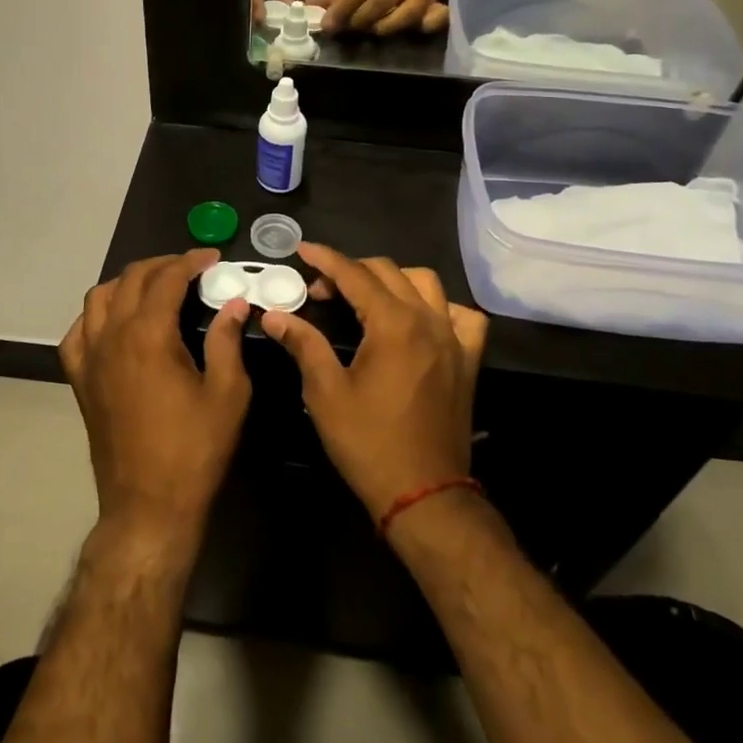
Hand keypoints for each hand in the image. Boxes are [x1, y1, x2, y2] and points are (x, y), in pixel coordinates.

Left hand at [59, 250, 253, 550]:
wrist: (148, 506)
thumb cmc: (194, 450)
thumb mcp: (227, 393)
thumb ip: (227, 340)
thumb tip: (233, 304)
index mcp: (148, 335)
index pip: (167, 278)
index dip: (191, 261)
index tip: (212, 258)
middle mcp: (112, 336)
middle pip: (131, 279)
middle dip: (162, 265)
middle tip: (190, 268)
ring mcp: (90, 358)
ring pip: (98, 297)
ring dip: (127, 283)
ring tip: (154, 287)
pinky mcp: (80, 381)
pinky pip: (77, 332)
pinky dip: (96, 315)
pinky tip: (114, 322)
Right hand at [260, 244, 488, 520]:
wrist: (424, 492)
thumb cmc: (368, 443)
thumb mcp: (325, 392)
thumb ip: (303, 344)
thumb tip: (275, 315)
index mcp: (393, 323)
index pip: (354, 274)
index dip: (325, 259)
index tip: (302, 249)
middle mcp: (428, 320)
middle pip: (388, 272)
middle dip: (350, 270)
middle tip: (320, 290)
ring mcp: (453, 338)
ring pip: (426, 284)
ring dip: (393, 280)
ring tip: (366, 297)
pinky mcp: (467, 360)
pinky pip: (461, 316)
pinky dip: (439, 307)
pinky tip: (421, 319)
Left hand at [316, 0, 450, 36]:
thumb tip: (312, 5)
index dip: (344, 7)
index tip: (328, 24)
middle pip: (381, 3)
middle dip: (358, 20)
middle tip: (342, 29)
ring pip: (405, 15)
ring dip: (382, 27)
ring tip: (367, 30)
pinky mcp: (433, 5)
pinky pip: (433, 19)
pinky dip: (427, 25)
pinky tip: (415, 30)